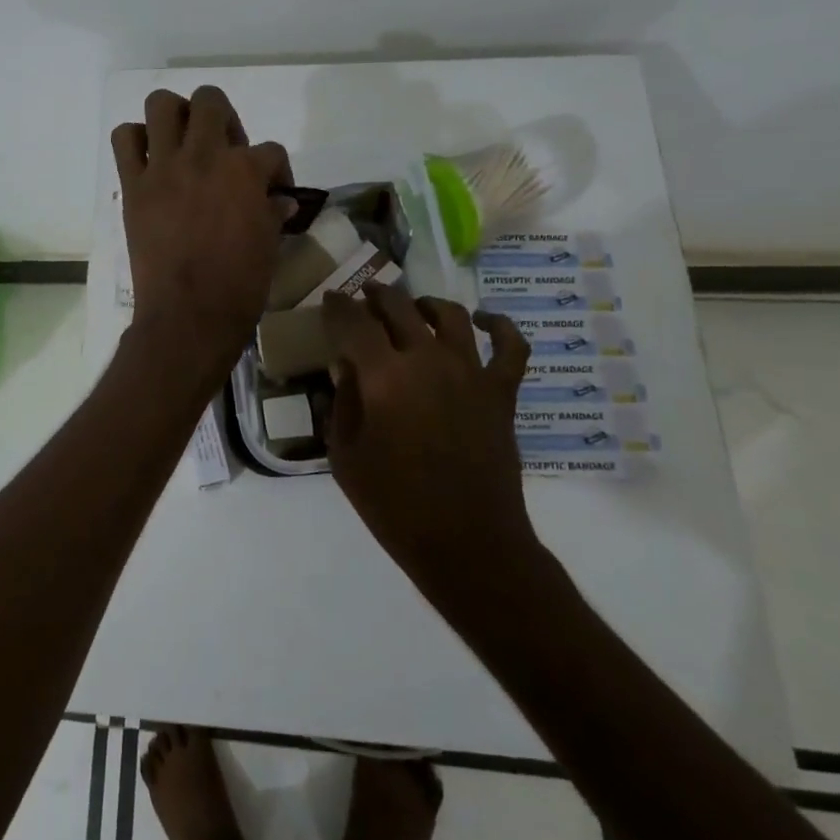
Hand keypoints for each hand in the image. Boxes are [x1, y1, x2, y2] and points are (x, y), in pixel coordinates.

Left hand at [112, 86, 292, 384]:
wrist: (188, 315)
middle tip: (223, 147)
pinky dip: (135, 140)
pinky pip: (124, 140)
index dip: (277, 169)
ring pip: (161, 104)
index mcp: (245, 171)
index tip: (273, 190)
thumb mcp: (269, 246)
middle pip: (211, 101)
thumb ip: (273, 213)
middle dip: (223, 117)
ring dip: (174, 115)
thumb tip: (281, 200)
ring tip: (182, 140)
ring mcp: (164, 167)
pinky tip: (149, 159)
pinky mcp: (134, 185)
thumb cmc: (238, 286)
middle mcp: (204, 156)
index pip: (270, 150)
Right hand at [321, 283, 542, 602]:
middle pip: (399, 307)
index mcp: (384, 377)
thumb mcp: (346, 455)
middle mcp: (428, 361)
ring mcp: (471, 373)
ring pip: (449, 315)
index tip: (330, 299)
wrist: (467, 544)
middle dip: (376, 296)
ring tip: (414, 308)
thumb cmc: (394, 505)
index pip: (354, 322)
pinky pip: (510, 346)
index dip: (338, 306)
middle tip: (363, 298)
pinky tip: (483, 321)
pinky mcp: (501, 392)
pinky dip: (498, 326)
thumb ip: (342, 402)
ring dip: (425, 304)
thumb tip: (344, 366)